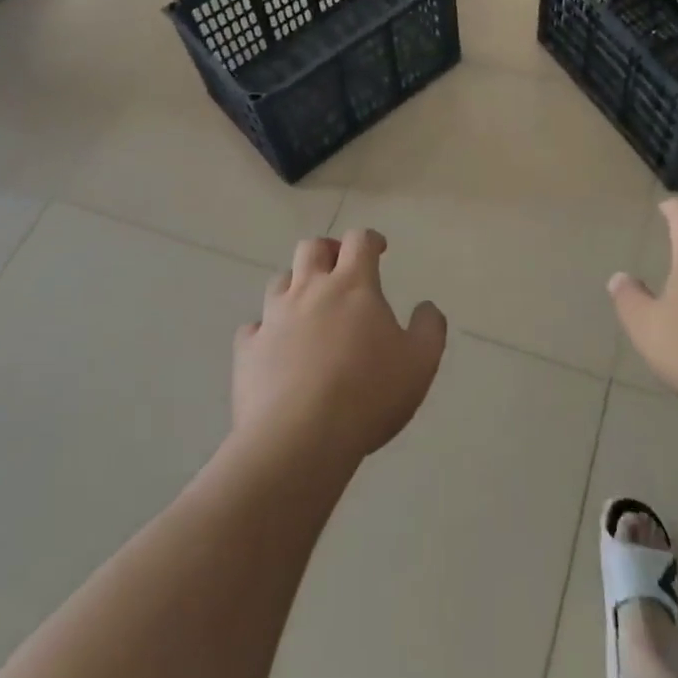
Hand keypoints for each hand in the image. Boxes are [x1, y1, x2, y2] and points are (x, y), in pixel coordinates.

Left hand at [234, 230, 446, 465]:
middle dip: (328, 250)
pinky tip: (275, 347)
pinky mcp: (247, 350)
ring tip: (308, 305)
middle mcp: (310, 290)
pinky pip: (253, 327)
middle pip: (312, 248)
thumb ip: (429, 328)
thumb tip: (426, 307)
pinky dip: (266, 329)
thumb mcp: (420, 362)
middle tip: (340, 268)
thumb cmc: (368, 393)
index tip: (379, 250)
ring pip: (280, 280)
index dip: (370, 240)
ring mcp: (273, 318)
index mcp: (353, 285)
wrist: (300, 438)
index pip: (359, 241)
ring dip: (295, 284)